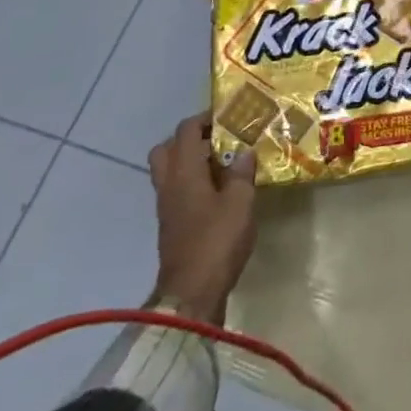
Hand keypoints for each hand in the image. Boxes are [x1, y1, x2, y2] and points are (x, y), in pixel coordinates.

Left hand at [147, 114, 257, 324]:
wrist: (191, 294)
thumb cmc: (217, 240)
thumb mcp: (240, 202)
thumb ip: (241, 173)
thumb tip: (244, 152)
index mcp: (183, 173)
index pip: (185, 131)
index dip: (205, 118)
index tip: (229, 116)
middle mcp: (169, 185)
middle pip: (167, 149)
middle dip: (190, 139)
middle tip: (218, 140)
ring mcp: (167, 207)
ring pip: (170, 171)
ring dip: (191, 162)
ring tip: (223, 164)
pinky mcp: (172, 226)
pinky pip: (177, 191)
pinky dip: (193, 183)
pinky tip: (219, 191)